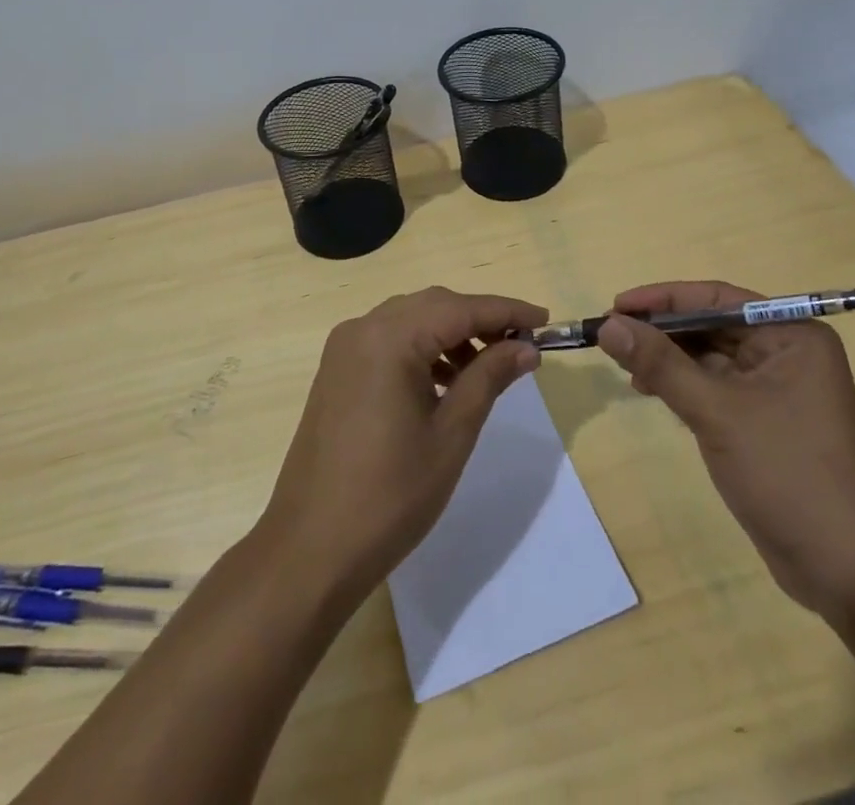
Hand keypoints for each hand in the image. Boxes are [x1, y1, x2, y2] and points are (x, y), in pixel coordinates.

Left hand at [256, 287, 544, 595]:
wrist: (310, 549)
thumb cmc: (390, 495)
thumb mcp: (451, 435)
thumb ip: (488, 378)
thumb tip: (526, 346)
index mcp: (389, 338)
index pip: (460, 308)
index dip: (506, 311)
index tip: (545, 320)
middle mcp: (362, 328)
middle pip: (433, 306)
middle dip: (479, 319)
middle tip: (520, 345)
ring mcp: (344, 349)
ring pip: (410, 320)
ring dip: (450, 334)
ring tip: (486, 368)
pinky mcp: (337, 371)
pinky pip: (388, 341)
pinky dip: (422, 349)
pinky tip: (445, 382)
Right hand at [597, 280, 854, 619]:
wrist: (847, 571)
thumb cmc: (787, 473)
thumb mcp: (716, 412)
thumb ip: (660, 364)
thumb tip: (608, 326)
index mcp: (792, 335)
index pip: (717, 298)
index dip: (662, 299)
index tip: (616, 306)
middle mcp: (789, 352)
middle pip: (713, 325)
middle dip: (662, 331)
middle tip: (613, 336)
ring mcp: (780, 388)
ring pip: (711, 356)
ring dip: (669, 359)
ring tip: (626, 368)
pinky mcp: (767, 420)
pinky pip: (717, 386)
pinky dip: (684, 385)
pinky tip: (652, 390)